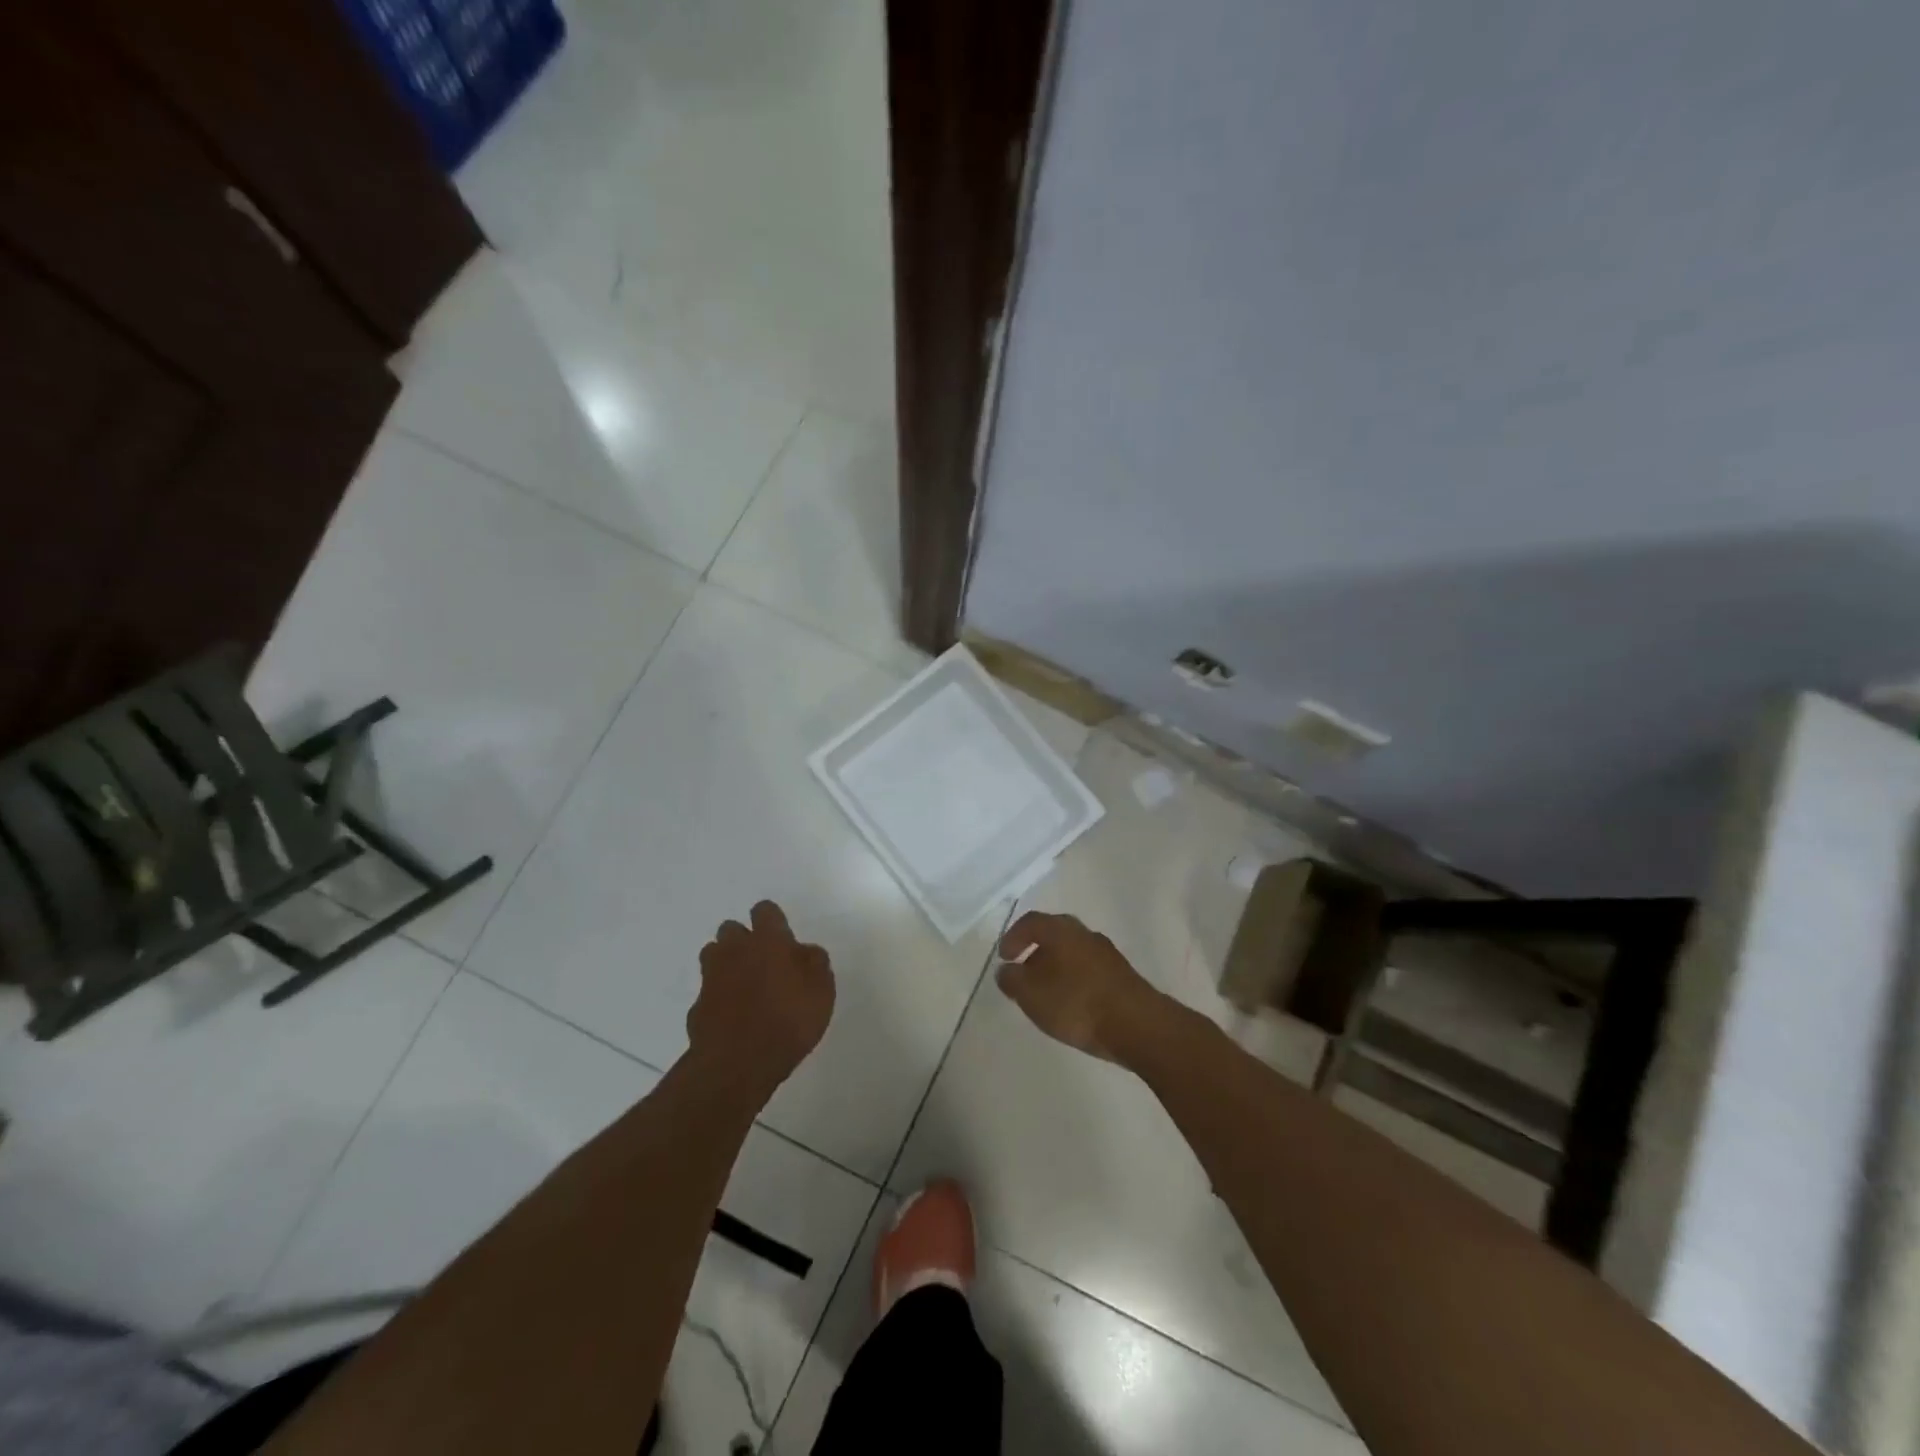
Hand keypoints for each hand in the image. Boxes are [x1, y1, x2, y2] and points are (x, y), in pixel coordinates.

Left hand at [688, 901, 834, 1093]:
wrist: (738, 1062)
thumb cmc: (789, 1019)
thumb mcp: (822, 990)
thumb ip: (815, 963)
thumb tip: (805, 951)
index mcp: (768, 940)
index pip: (765, 910)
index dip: (773, 920)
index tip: (782, 936)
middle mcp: (735, 950)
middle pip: (731, 929)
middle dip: (743, 939)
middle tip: (763, 961)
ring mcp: (711, 978)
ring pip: (713, 955)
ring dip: (726, 963)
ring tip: (744, 985)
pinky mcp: (697, 1007)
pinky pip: (707, 992)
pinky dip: (718, 998)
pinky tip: (732, 1017)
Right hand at [996, 912, 1165, 1063]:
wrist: (1137, 1024)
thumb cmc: (1076, 1003)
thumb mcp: (1031, 995)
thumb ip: (1012, 980)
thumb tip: (1006, 970)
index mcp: (1060, 930)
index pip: (1030, 922)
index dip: (1013, 937)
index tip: (1004, 957)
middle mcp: (1084, 933)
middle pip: (1054, 934)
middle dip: (1035, 951)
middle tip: (1023, 972)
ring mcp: (1106, 953)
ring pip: (1072, 952)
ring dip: (1056, 966)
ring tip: (1046, 992)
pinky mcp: (1121, 974)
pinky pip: (1089, 969)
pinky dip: (1074, 979)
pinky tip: (1072, 1002)